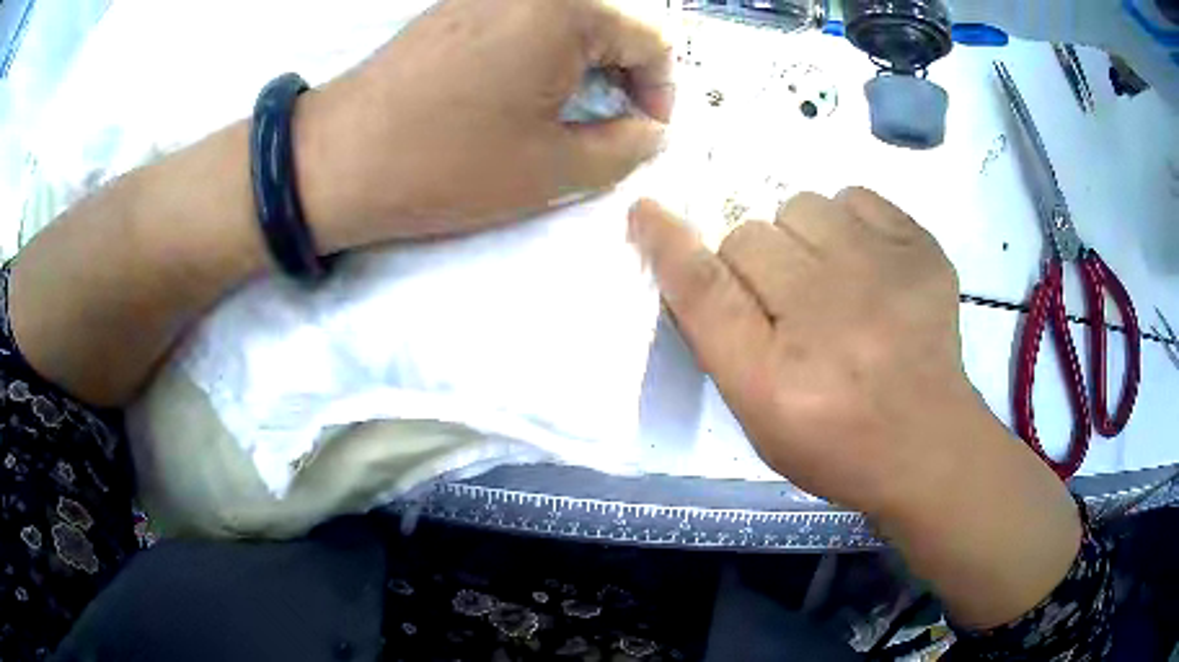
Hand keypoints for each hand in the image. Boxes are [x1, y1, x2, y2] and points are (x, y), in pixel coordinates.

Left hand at [297, 0, 672, 252]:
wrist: (333, 160)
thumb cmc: (446, 164)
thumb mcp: (553, 169)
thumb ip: (625, 147)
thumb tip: (649, 130)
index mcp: (566, 8)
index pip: (653, 38)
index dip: (661, 90)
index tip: (643, 132)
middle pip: (612, 21)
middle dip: (625, 74)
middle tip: (609, 124)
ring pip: (570, 18)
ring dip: (586, 62)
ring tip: (567, 111)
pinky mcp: (457, 8)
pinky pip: (527, 18)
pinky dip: (545, 51)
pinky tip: (524, 89)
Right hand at [629, 189, 1080, 627]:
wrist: (927, 443)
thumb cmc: (835, 442)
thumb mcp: (759, 414)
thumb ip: (719, 339)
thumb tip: (686, 256)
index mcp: (776, 380)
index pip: (704, 290)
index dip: (667, 245)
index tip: (646, 211)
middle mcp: (828, 318)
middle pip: (748, 236)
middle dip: (753, 265)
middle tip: (788, 302)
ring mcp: (884, 276)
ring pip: (800, 206)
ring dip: (801, 239)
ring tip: (831, 280)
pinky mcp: (921, 250)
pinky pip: (854, 197)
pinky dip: (849, 223)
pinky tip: (867, 266)